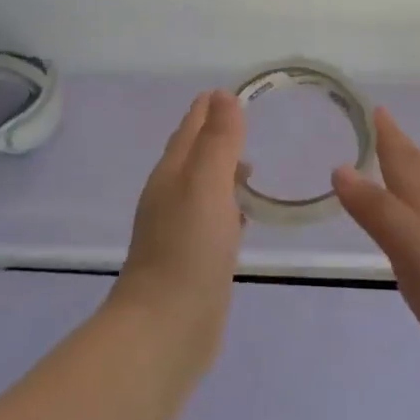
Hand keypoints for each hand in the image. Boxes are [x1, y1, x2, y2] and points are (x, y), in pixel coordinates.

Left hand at [114, 91, 246, 355]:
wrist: (167, 328)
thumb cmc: (188, 249)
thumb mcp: (206, 185)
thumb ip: (218, 141)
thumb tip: (224, 96)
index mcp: (172, 174)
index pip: (190, 128)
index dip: (210, 108)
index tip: (235, 91)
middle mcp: (172, 196)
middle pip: (194, 154)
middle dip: (217, 135)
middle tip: (249, 122)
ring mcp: (181, 229)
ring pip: (204, 187)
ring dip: (224, 171)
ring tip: (252, 165)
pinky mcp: (195, 258)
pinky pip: (213, 218)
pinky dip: (228, 205)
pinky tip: (245, 214)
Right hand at [332, 108, 419, 391]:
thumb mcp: (408, 239)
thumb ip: (375, 206)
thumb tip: (340, 168)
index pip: (405, 157)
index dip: (389, 133)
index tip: (375, 108)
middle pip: (418, 172)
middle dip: (398, 151)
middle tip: (378, 132)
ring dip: (406, 182)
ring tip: (390, 174)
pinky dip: (410, 217)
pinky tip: (410, 231)